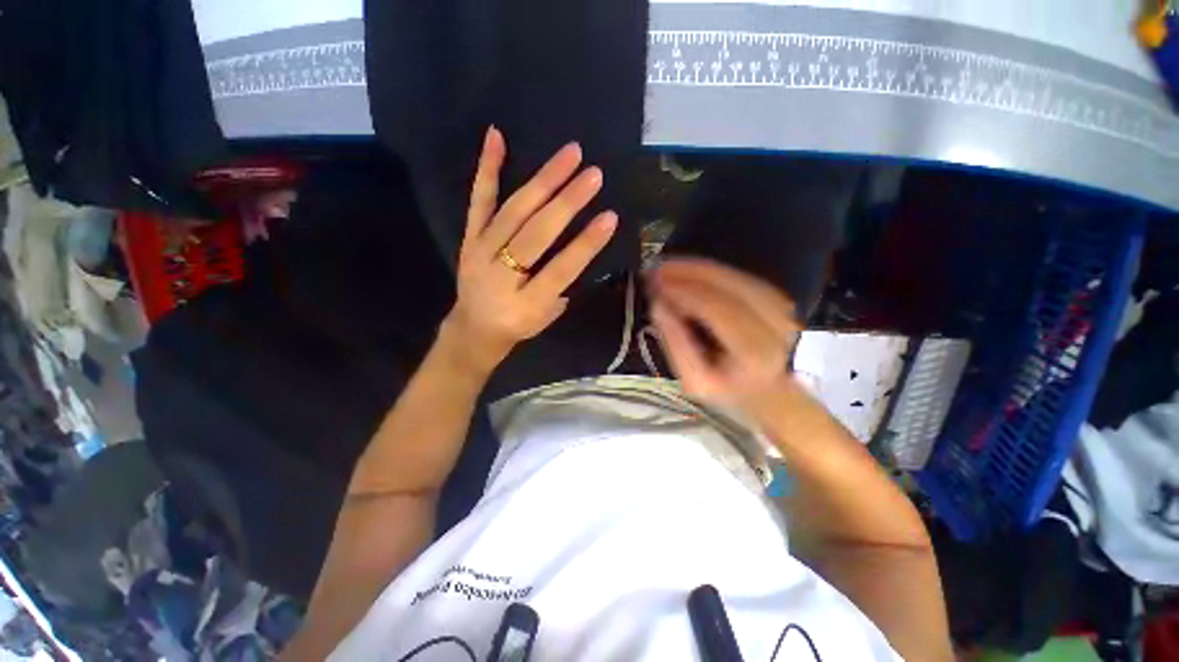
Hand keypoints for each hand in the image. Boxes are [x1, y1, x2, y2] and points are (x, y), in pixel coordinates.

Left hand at [443, 127, 617, 370]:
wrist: (473, 329)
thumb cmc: (517, 326)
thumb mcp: (544, 318)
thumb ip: (560, 286)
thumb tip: (578, 248)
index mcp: (524, 304)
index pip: (560, 270)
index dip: (585, 245)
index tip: (610, 217)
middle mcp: (500, 275)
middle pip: (535, 235)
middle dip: (567, 203)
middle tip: (594, 175)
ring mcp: (480, 251)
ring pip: (512, 211)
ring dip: (543, 181)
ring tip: (570, 154)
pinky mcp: (469, 238)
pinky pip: (478, 201)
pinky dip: (487, 169)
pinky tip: (496, 136)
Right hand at [647, 258, 799, 407]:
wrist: (768, 393)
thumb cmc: (727, 390)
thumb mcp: (694, 380)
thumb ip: (676, 343)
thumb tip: (658, 304)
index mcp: (755, 352)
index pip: (716, 308)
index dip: (684, 291)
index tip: (654, 283)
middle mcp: (776, 325)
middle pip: (729, 284)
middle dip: (688, 271)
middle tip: (656, 268)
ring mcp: (782, 308)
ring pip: (735, 275)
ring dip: (698, 267)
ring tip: (667, 267)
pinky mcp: (778, 298)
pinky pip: (740, 276)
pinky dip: (711, 270)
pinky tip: (689, 271)